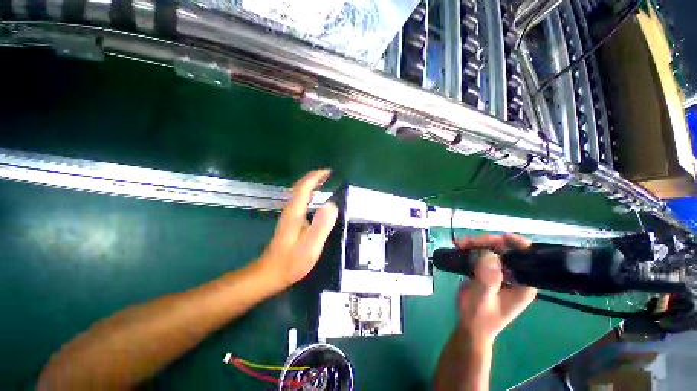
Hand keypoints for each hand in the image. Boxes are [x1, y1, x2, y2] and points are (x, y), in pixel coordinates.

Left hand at [257, 169, 338, 287]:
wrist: (271, 273)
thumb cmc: (292, 261)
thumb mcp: (311, 245)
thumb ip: (321, 225)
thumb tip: (332, 204)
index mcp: (295, 212)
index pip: (304, 187)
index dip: (316, 176)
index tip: (328, 171)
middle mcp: (291, 210)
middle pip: (300, 187)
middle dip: (313, 177)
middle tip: (328, 174)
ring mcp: (289, 215)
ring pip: (299, 193)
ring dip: (311, 184)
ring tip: (324, 182)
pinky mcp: (290, 221)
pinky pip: (300, 201)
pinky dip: (309, 193)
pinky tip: (315, 199)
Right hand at [455, 234, 536, 344]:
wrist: (470, 325)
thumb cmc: (479, 317)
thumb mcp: (482, 300)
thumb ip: (487, 280)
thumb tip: (489, 254)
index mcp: (523, 284)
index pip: (528, 258)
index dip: (517, 244)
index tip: (500, 237)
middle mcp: (515, 275)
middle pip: (507, 249)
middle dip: (487, 242)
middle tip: (467, 242)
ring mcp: (500, 272)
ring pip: (492, 249)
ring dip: (476, 243)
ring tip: (459, 244)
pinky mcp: (488, 270)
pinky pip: (482, 253)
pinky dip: (471, 248)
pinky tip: (460, 247)